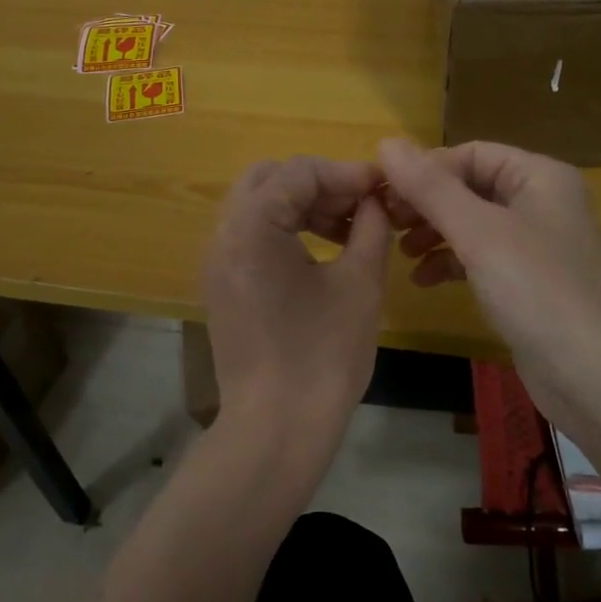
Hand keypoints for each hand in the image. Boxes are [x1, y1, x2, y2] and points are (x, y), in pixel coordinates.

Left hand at [201, 156, 393, 465]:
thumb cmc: (323, 356)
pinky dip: (285, 231)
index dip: (346, 173)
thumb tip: (377, 200)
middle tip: (360, 206)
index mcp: (251, 227)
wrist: (276, 429)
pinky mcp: (222, 287)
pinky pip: (251, 238)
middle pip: (269, 179)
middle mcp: (223, 236)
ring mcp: (217, 263)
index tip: (383, 188)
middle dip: (318, 184)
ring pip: (258, 207)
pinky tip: (322, 253)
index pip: (299, 171)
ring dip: (302, 206)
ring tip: (349, 230)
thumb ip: (371, 227)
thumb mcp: (360, 283)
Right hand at [377, 137, 600, 429]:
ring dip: (434, 233)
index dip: (425, 170)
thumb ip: (431, 187)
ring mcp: (537, 244)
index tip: (383, 195)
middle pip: (470, 187)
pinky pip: (481, 257)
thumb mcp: (478, 232)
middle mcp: (542, 202)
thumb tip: (386, 142)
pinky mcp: (529, 281)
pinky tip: (422, 280)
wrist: (592, 376)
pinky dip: (451, 262)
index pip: (470, 154)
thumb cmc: (537, 290)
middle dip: (426, 203)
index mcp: (540, 176)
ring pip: (472, 223)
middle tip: (386, 223)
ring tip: (400, 252)